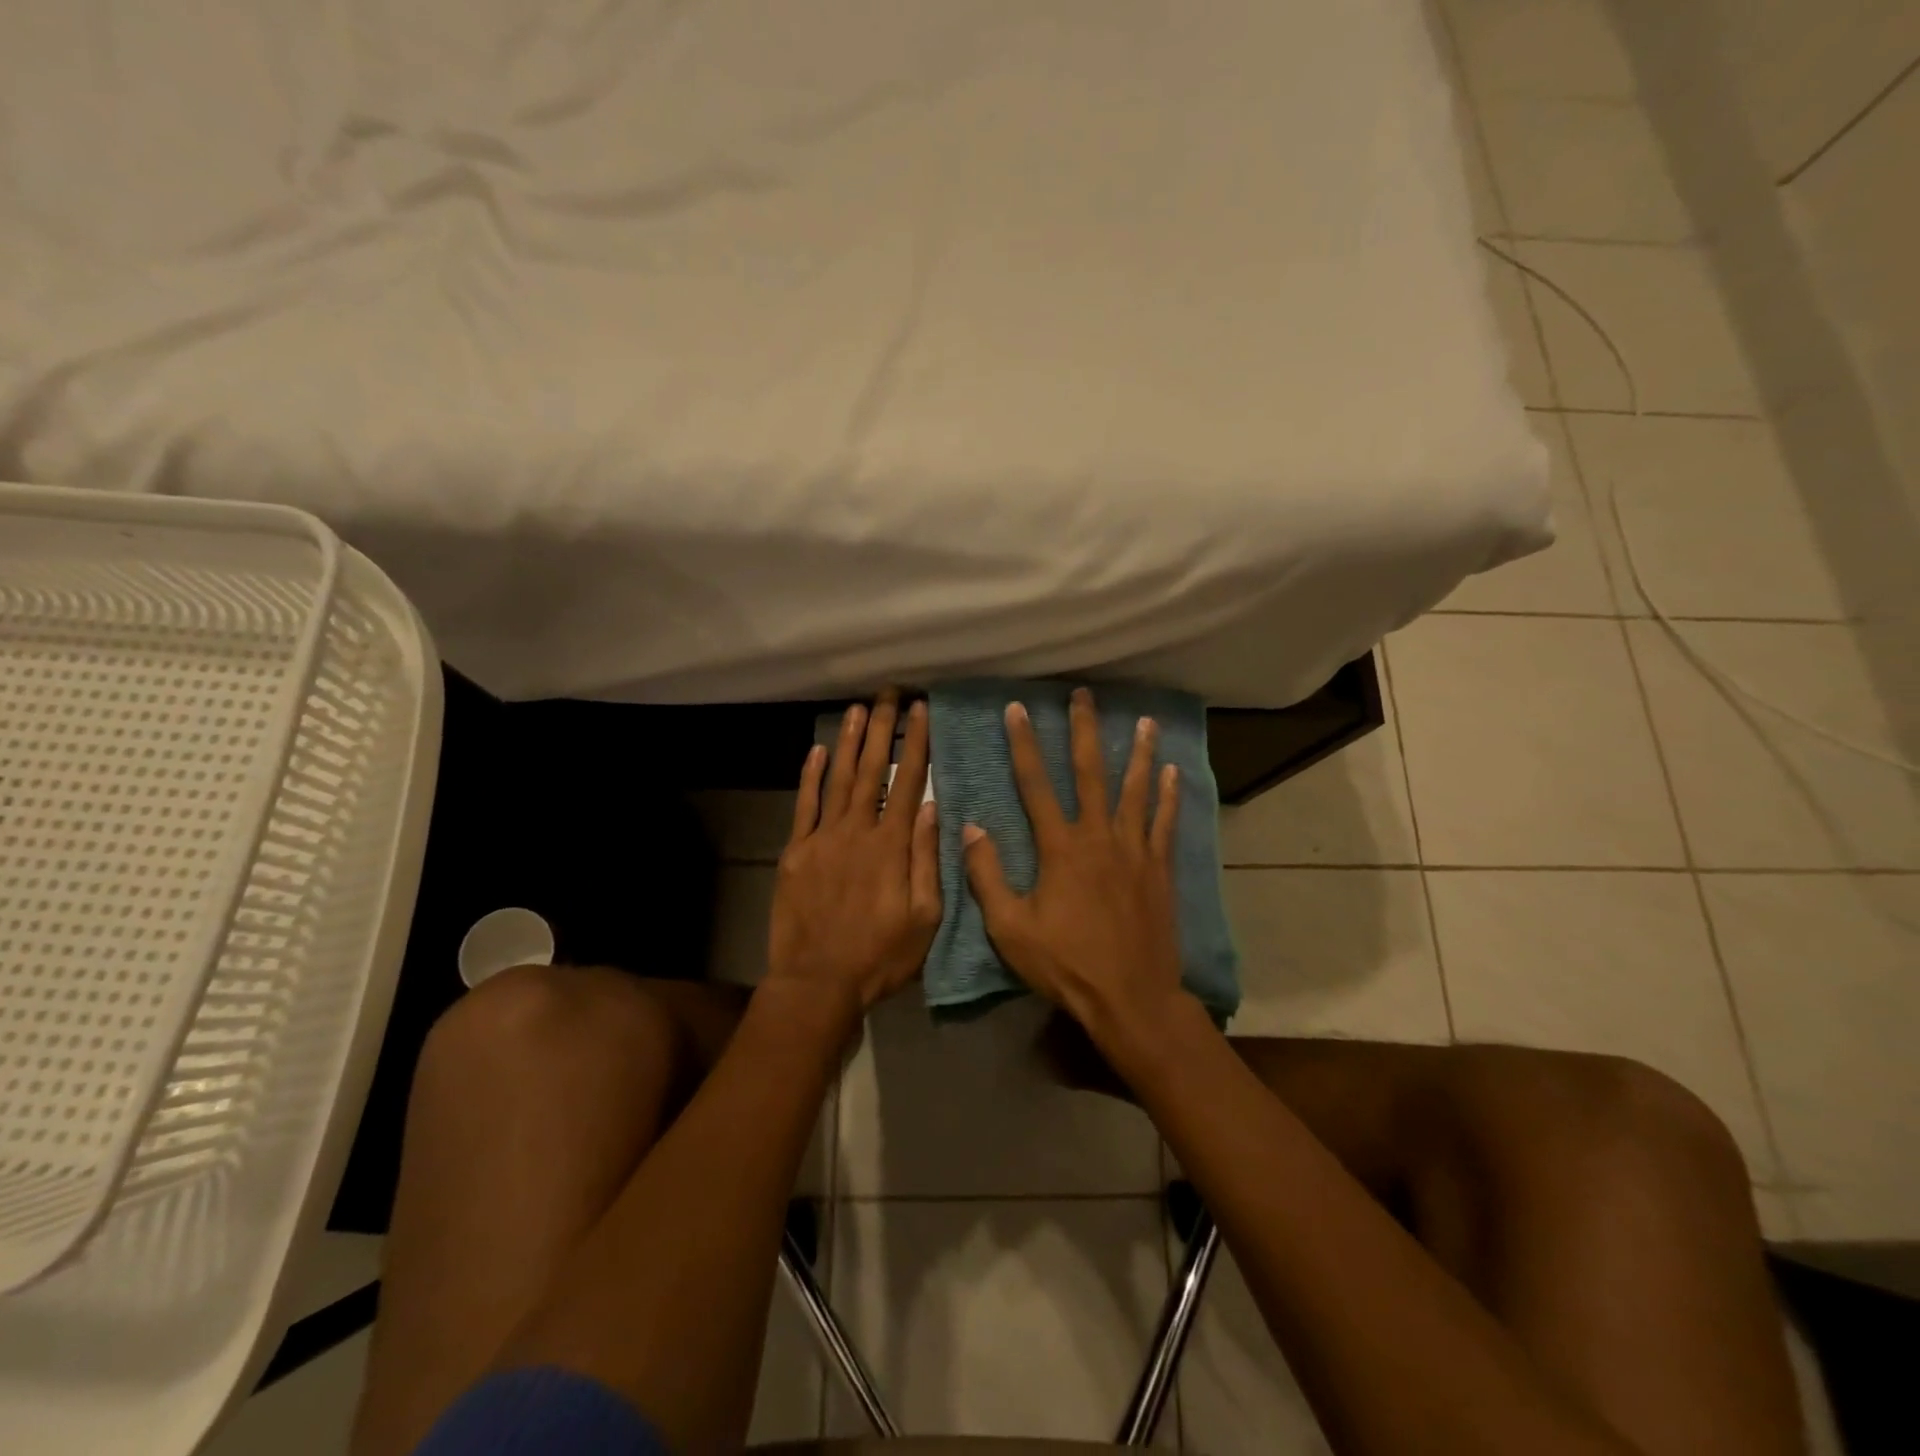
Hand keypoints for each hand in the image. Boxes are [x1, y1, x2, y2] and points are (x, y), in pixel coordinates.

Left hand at [766, 689, 941, 1023]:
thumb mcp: (924, 917)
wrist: (817, 981)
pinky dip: (811, 776)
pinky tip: (819, 750)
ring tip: (859, 709)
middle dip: (883, 729)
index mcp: (892, 846)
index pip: (908, 782)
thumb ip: (928, 860)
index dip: (916, 744)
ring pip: (839, 779)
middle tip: (889, 694)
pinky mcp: (796, 852)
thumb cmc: (880, 956)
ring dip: (850, 742)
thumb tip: (934, 808)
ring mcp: (822, 838)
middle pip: (872, 770)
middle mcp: (857, 831)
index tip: (921, 711)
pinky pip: (804, 805)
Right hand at [962, 687, 1186, 1058]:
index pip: (1035, 784)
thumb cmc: (1066, 965)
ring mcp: (1134, 850)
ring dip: (1138, 752)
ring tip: (1143, 720)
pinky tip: (1172, 773)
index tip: (1017, 710)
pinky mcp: (1159, 868)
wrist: (1131, 997)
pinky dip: (1169, 796)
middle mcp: (1099, 836)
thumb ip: (988, 875)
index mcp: (1060, 848)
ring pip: (1136, 790)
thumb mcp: (1010, 928)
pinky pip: (1165, 823)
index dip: (1024, 745)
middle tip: (1083, 695)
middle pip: (1090, 772)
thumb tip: (971, 828)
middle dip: (1084, 731)